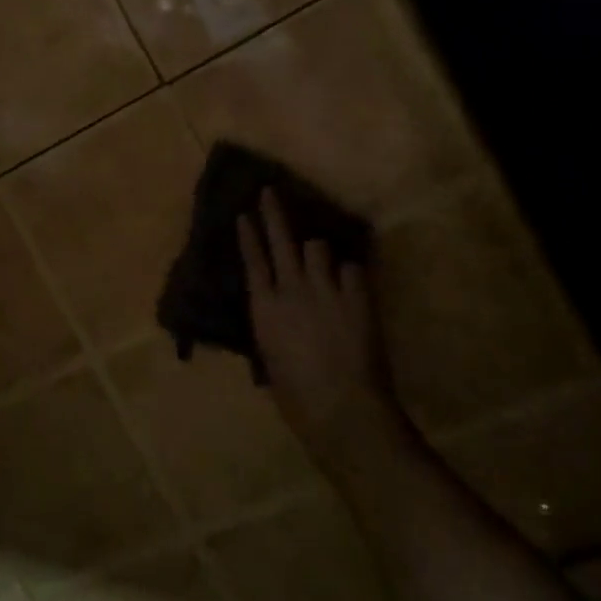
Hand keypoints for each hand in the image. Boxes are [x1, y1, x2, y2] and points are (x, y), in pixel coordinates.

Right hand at [238, 189, 418, 479]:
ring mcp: (326, 290)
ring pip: (319, 248)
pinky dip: (350, 275)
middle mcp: (292, 290)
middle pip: (281, 240)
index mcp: (264, 308)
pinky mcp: (357, 297)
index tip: (243, 213)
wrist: (341, 409)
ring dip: (318, 254)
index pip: (253, 261)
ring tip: (322, 262)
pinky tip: (351, 285)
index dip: (248, 235)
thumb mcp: (271, 361)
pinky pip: (352, 269)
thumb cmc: (297, 398)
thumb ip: (273, 329)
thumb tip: (276, 316)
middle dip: (274, 213)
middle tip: (270, 191)